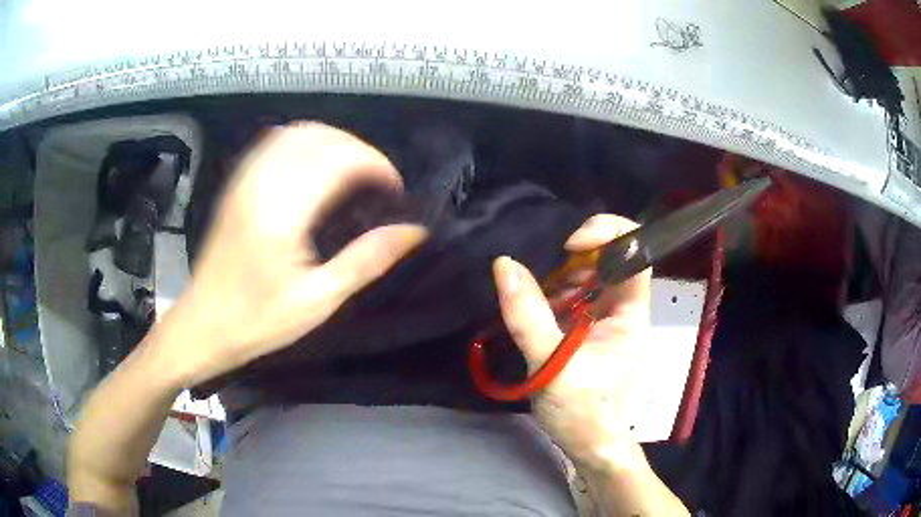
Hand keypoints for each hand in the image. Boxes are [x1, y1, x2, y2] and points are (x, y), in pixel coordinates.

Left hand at [155, 123, 426, 385]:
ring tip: (353, 171)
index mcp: (282, 211)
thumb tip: (414, 232)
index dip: (377, 164)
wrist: (202, 325)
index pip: (340, 159)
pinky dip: (306, 143)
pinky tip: (316, 167)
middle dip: (359, 150)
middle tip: (378, 182)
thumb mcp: (317, 301)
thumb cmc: (257, 321)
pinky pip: (275, 142)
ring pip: (297, 132)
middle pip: (321, 136)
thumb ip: (366, 260)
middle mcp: (261, 183)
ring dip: (334, 142)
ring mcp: (244, 179)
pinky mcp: (236, 184)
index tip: (395, 190)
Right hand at [493, 214, 650, 472]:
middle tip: (542, 271)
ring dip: (559, 276)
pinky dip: (550, 292)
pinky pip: (571, 294)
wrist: (586, 442)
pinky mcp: (584, 326)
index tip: (571, 245)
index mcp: (630, 313)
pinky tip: (533, 305)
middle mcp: (620, 307)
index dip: (610, 235)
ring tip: (534, 295)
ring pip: (587, 274)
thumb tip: (505, 264)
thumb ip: (528, 316)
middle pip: (609, 257)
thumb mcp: (553, 365)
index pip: (637, 254)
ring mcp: (602, 316)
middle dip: (575, 256)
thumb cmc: (582, 409)